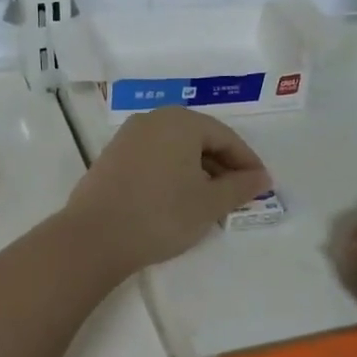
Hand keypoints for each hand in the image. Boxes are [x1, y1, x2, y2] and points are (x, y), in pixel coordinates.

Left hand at [66, 107, 270, 274]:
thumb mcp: (209, 203)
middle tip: (238, 195)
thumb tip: (261, 178)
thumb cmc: (161, 215)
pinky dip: (172, 173)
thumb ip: (240, 187)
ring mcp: (128, 137)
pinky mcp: (111, 157)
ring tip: (210, 201)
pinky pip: (154, 158)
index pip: (226, 137)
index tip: (262, 187)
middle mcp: (153, 119)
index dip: (247, 162)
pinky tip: (177, 199)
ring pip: (175, 149)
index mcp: (180, 121)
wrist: (95, 237)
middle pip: (199, 139)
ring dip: (197, 171)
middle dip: (222, 166)